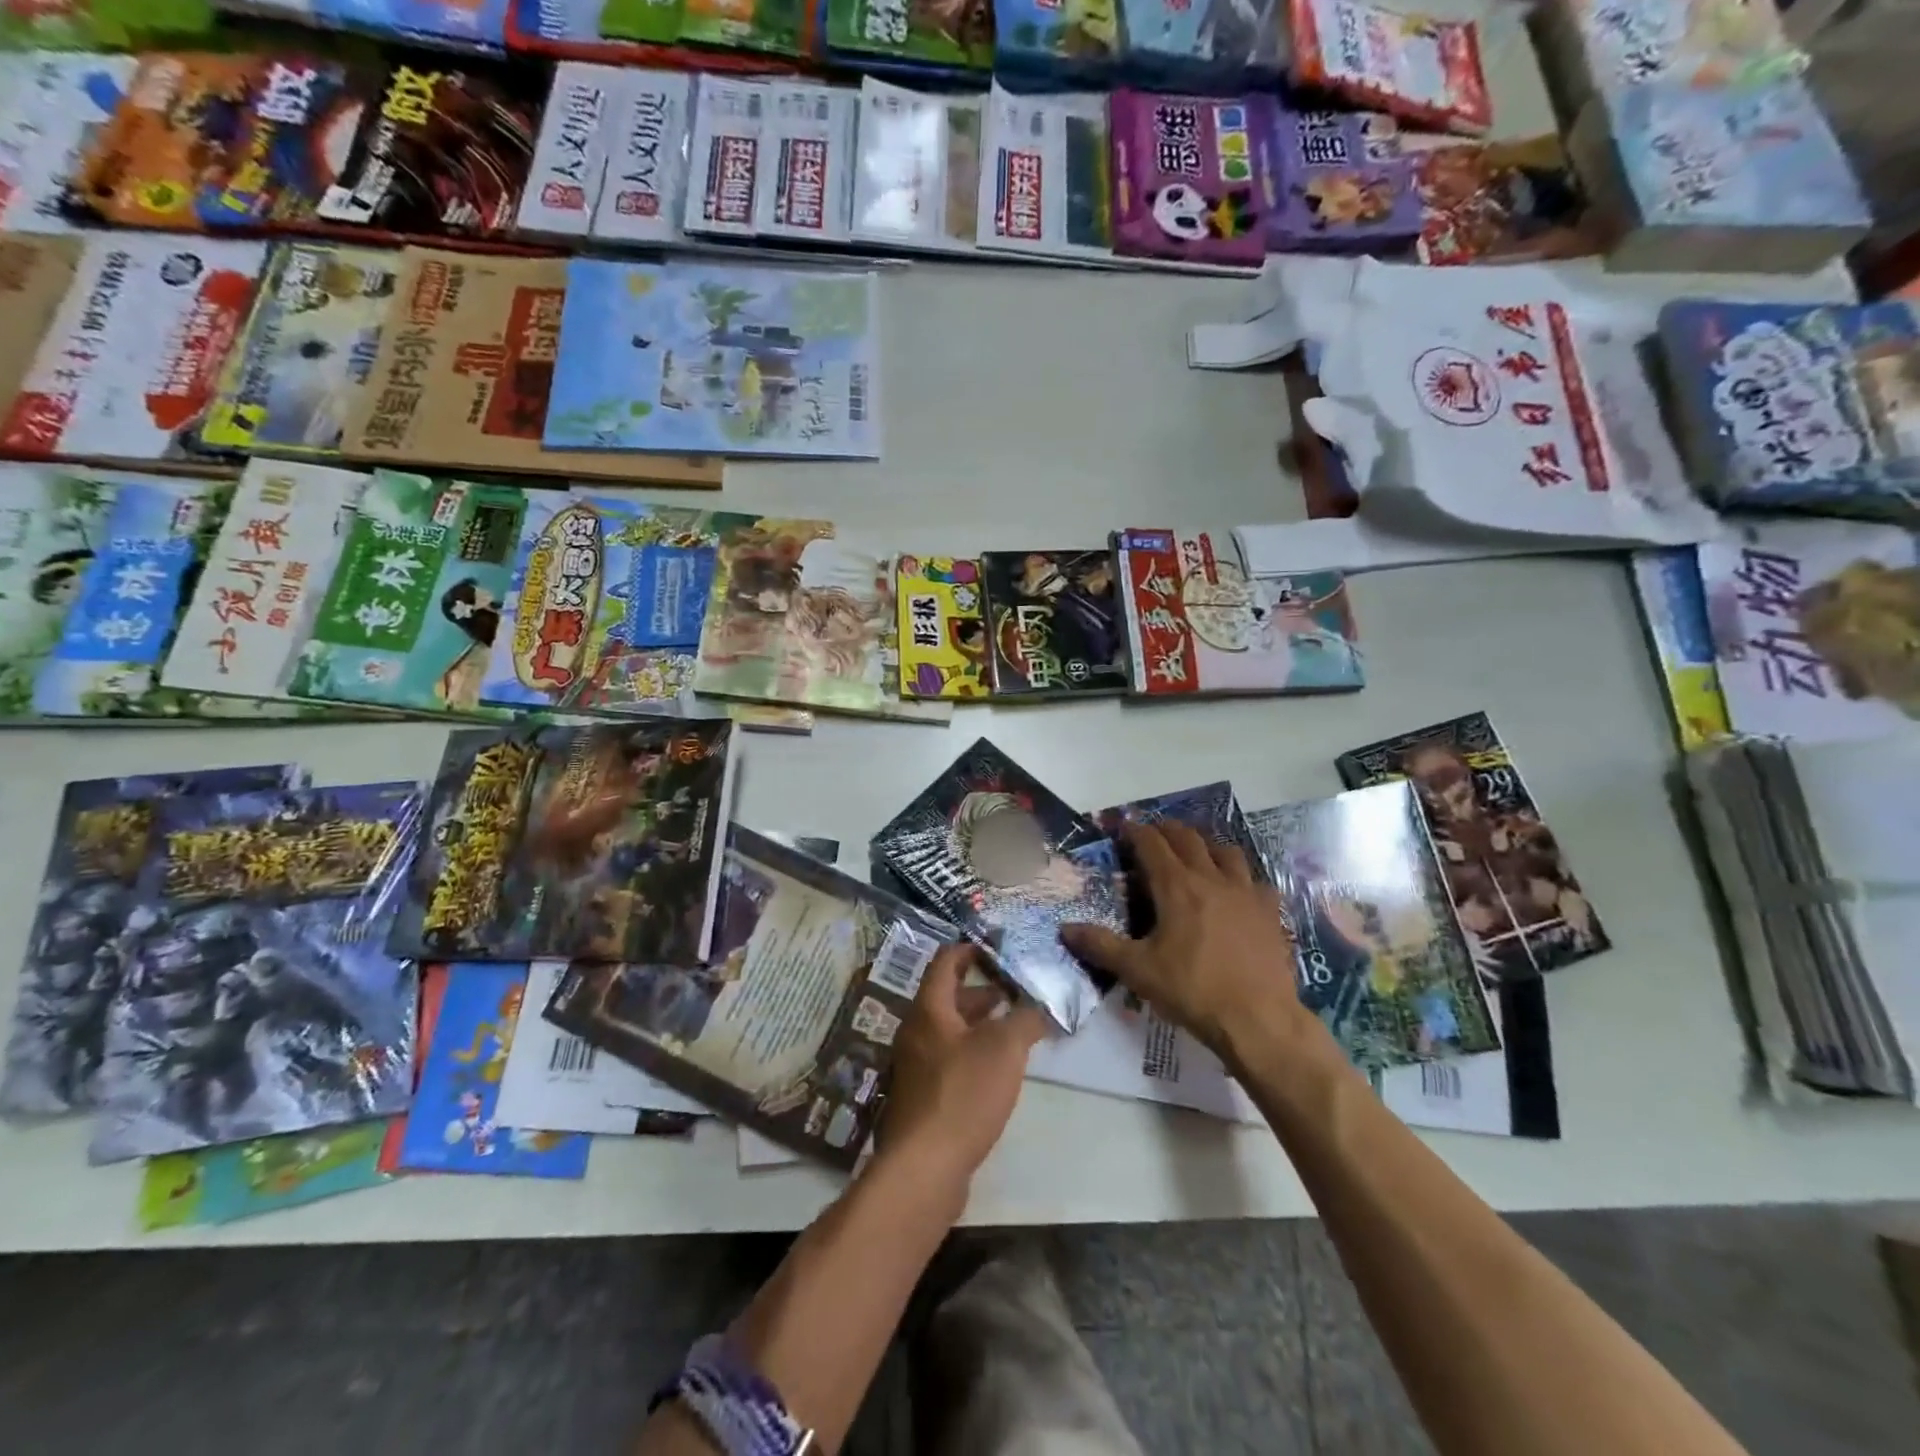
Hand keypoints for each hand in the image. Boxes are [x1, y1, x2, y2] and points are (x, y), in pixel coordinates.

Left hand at [878, 943, 1046, 1193]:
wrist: (925, 1166)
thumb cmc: (964, 1093)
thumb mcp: (1005, 1048)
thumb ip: (1026, 1019)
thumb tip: (1042, 1004)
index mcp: (929, 1009)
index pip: (945, 962)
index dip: (971, 949)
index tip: (998, 949)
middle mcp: (916, 1032)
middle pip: (947, 997)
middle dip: (982, 991)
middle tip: (1015, 990)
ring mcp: (916, 1066)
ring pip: (950, 1030)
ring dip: (980, 1024)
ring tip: (1015, 1028)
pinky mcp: (923, 1097)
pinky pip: (949, 1060)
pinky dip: (973, 1052)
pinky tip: (999, 1069)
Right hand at [1061, 823, 1315, 1064]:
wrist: (1258, 1019)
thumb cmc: (1193, 990)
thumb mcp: (1138, 971)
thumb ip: (1100, 945)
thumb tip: (1064, 928)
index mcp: (1177, 886)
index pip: (1151, 843)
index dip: (1134, 830)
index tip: (1122, 826)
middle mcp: (1211, 878)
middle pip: (1188, 838)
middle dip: (1167, 830)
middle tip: (1153, 834)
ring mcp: (1246, 892)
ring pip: (1225, 850)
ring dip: (1205, 844)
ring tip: (1195, 852)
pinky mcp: (1270, 911)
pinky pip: (1255, 879)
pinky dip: (1240, 875)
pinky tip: (1236, 889)